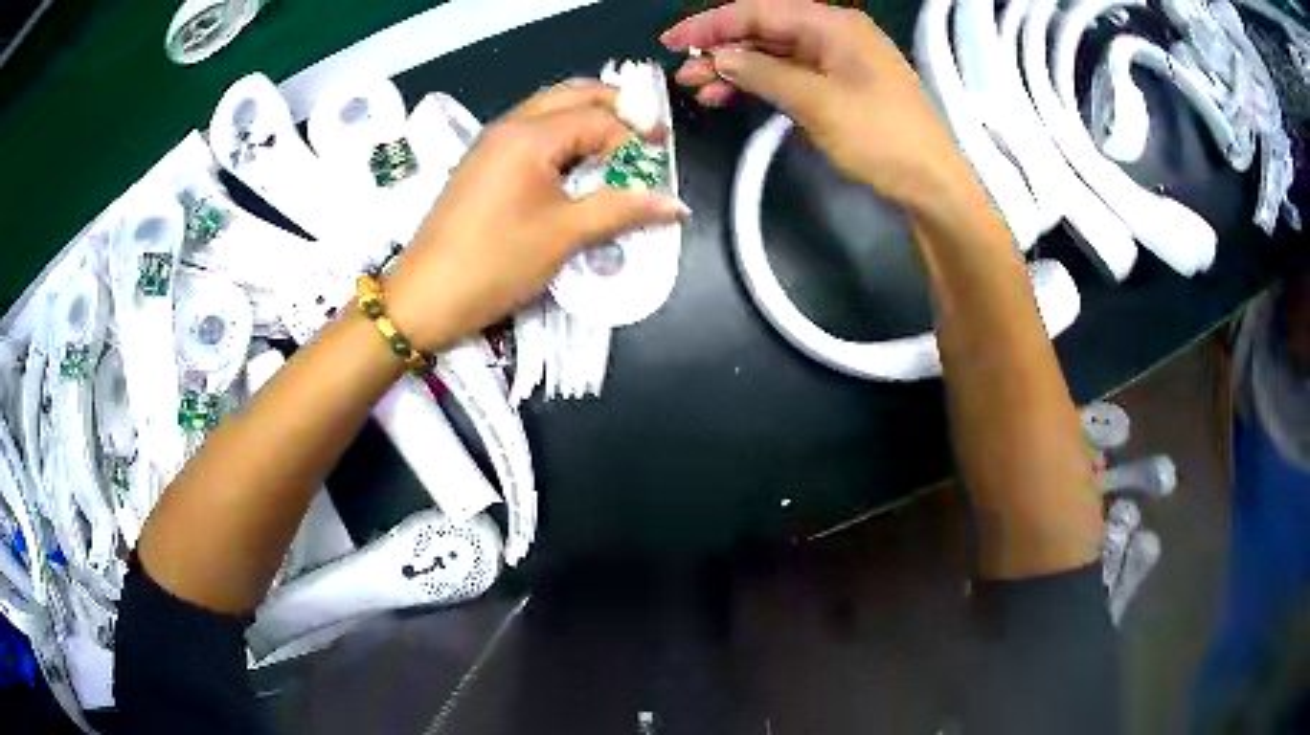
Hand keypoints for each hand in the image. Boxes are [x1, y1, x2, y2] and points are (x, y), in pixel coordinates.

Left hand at [386, 81, 687, 351]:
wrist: (424, 298)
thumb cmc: (495, 263)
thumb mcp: (564, 235)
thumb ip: (621, 210)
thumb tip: (675, 204)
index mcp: (529, 136)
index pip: (598, 119)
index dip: (634, 139)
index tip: (659, 166)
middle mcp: (509, 126)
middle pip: (571, 95)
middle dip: (613, 108)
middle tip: (646, 135)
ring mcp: (491, 144)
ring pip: (548, 110)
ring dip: (586, 119)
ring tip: (619, 147)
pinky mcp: (482, 165)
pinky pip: (530, 132)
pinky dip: (561, 136)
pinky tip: (577, 163)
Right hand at [662, 0, 972, 211]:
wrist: (932, 185)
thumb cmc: (882, 138)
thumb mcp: (818, 103)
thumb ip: (764, 74)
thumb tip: (719, 57)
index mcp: (833, 25)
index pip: (759, 11)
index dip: (711, 24)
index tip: (670, 41)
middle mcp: (834, 35)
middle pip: (765, 31)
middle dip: (721, 50)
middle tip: (683, 75)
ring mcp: (839, 62)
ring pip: (774, 55)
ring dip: (737, 70)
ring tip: (699, 91)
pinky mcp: (840, 87)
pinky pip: (791, 76)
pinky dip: (761, 85)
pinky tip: (733, 97)